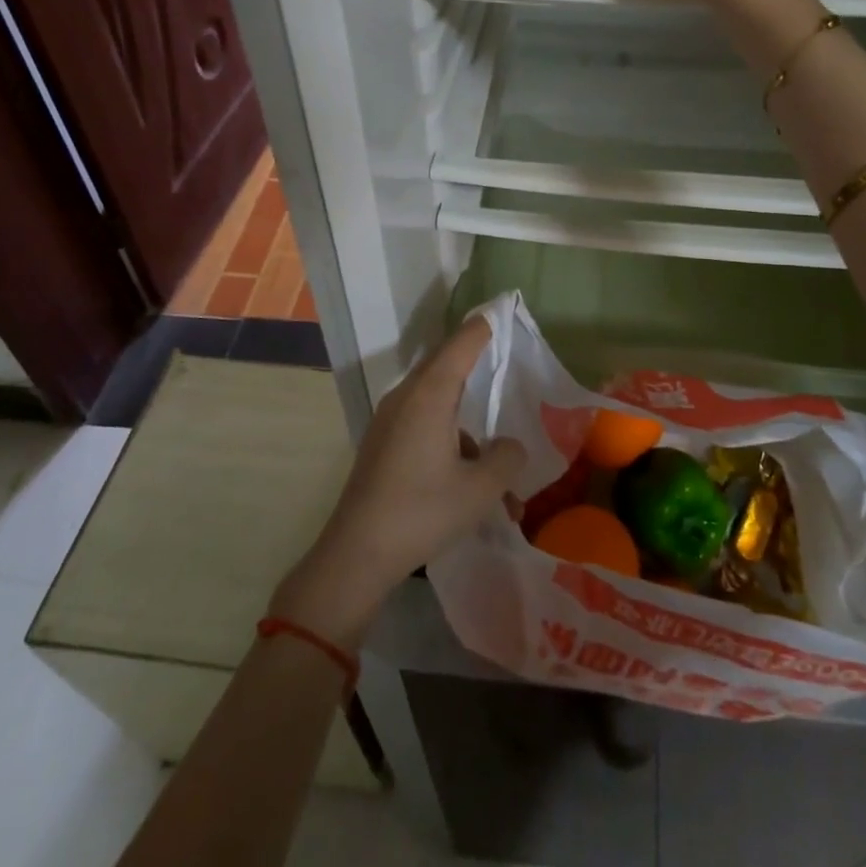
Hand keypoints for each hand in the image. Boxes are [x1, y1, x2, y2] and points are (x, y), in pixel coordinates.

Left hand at [270, 317, 524, 646]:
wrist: (357, 553)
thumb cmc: (423, 511)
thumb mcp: (480, 489)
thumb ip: (506, 458)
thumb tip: (509, 445)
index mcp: (429, 395)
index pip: (461, 345)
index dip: (482, 328)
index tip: (499, 312)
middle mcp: (406, 398)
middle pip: (447, 369)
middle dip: (478, 371)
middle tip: (505, 368)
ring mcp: (390, 421)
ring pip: (438, 408)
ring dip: (469, 434)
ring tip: (500, 483)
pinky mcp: (383, 444)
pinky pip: (423, 428)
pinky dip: (450, 448)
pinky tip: (470, 491)